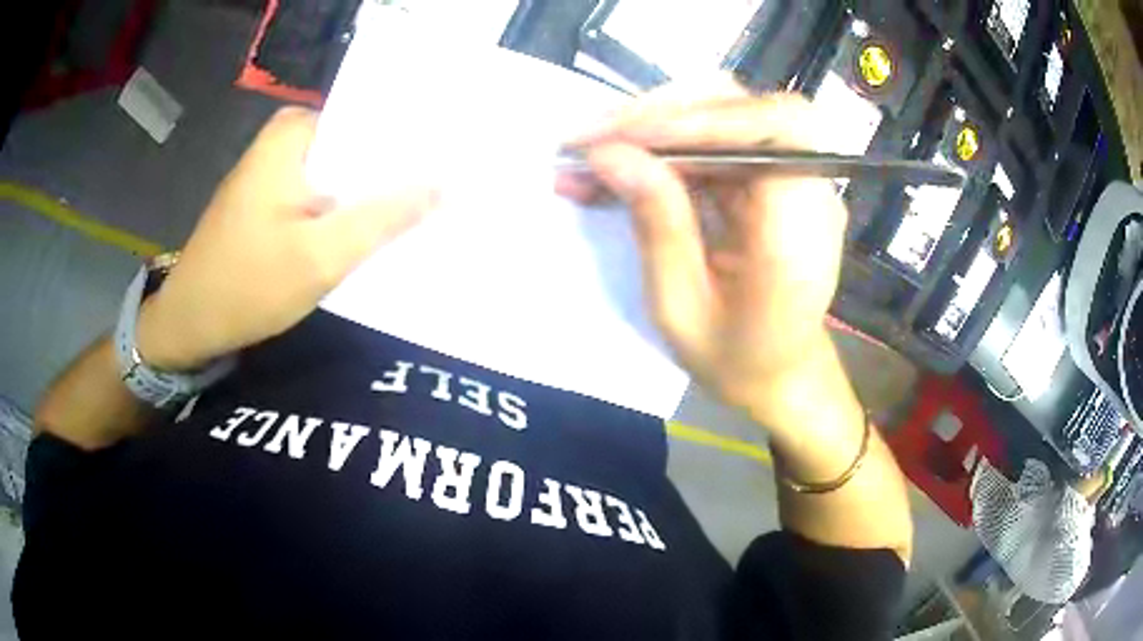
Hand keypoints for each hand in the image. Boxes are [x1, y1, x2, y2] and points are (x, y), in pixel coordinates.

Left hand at [137, 107, 437, 370]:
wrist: (190, 323)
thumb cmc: (247, 286)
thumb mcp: (321, 256)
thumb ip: (384, 218)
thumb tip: (444, 186)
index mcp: (293, 133)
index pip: (370, 119)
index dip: (412, 142)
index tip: (452, 163)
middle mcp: (284, 140)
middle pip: (356, 146)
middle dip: (393, 170)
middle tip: (445, 191)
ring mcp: (275, 169)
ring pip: (340, 172)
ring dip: (370, 193)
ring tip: (421, 209)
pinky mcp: (271, 198)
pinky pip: (322, 192)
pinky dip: (345, 209)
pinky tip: (373, 230)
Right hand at [558, 84, 848, 427]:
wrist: (780, 374)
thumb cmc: (736, 359)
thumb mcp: (682, 308)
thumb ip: (656, 225)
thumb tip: (609, 153)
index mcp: (800, 230)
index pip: (774, 128)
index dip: (703, 117)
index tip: (627, 137)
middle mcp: (808, 189)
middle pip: (744, 109)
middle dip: (663, 114)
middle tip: (592, 139)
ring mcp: (790, 179)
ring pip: (724, 115)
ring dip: (655, 125)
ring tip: (593, 153)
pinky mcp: (768, 179)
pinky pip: (716, 142)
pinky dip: (664, 146)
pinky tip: (619, 166)